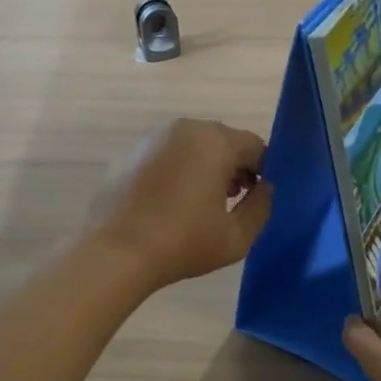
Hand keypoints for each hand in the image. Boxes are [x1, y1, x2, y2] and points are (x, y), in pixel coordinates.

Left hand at [89, 118, 272, 292]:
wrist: (115, 252)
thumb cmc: (183, 243)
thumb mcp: (237, 237)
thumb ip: (261, 207)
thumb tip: (265, 189)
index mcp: (216, 142)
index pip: (255, 146)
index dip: (263, 171)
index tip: (257, 197)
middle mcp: (186, 128)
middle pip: (224, 140)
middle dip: (234, 165)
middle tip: (232, 200)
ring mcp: (154, 137)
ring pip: (194, 144)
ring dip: (206, 165)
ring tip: (202, 202)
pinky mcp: (131, 151)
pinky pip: (168, 153)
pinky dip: (178, 168)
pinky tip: (172, 201)